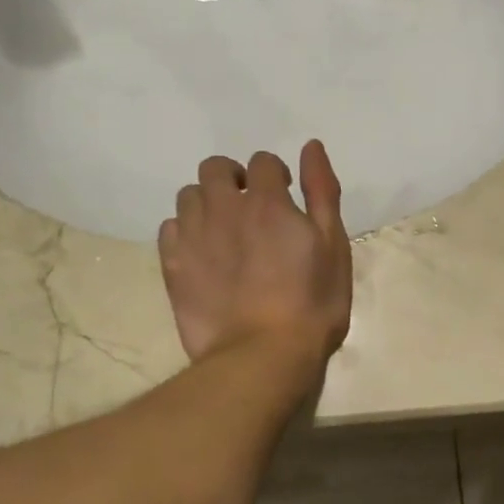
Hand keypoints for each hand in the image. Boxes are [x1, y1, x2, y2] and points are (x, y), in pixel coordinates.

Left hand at [159, 141, 352, 366]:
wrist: (262, 356)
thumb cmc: (312, 304)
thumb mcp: (333, 246)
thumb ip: (322, 192)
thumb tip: (311, 146)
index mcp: (267, 201)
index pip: (262, 161)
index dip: (275, 175)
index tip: (285, 197)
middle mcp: (224, 209)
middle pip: (215, 168)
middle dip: (233, 178)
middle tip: (250, 207)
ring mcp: (193, 236)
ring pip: (189, 195)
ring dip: (207, 202)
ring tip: (224, 230)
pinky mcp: (173, 265)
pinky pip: (169, 229)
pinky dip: (185, 231)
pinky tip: (202, 253)